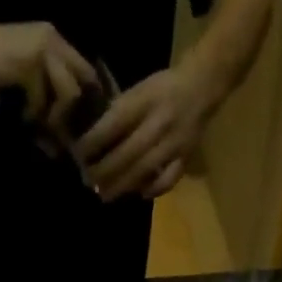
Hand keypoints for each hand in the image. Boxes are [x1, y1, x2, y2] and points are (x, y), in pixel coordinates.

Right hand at [0, 16, 99, 147]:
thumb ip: (42, 116)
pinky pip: (43, 100)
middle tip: (57, 135)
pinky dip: (31, 114)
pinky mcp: (28, 60)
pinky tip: (18, 113)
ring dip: (54, 117)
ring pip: (70, 94)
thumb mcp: (20, 98)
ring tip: (33, 121)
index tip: (81, 130)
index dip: (91, 104)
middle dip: (76, 116)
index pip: (88, 73)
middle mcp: (53, 39)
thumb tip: (58, 149)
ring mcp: (42, 47)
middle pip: (86, 85)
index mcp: (54, 43)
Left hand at [75, 62, 215, 200]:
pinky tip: (139, 194)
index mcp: (145, 100)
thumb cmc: (164, 88)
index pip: (114, 124)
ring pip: (144, 170)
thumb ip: (120, 111)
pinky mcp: (185, 157)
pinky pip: (168, 180)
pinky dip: (153, 190)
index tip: (79, 155)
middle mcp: (159, 123)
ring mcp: (174, 143)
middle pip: (127, 153)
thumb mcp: (139, 89)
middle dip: (104, 171)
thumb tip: (94, 137)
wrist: (203, 86)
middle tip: (88, 182)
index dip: (94, 142)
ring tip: (105, 195)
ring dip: (122, 185)